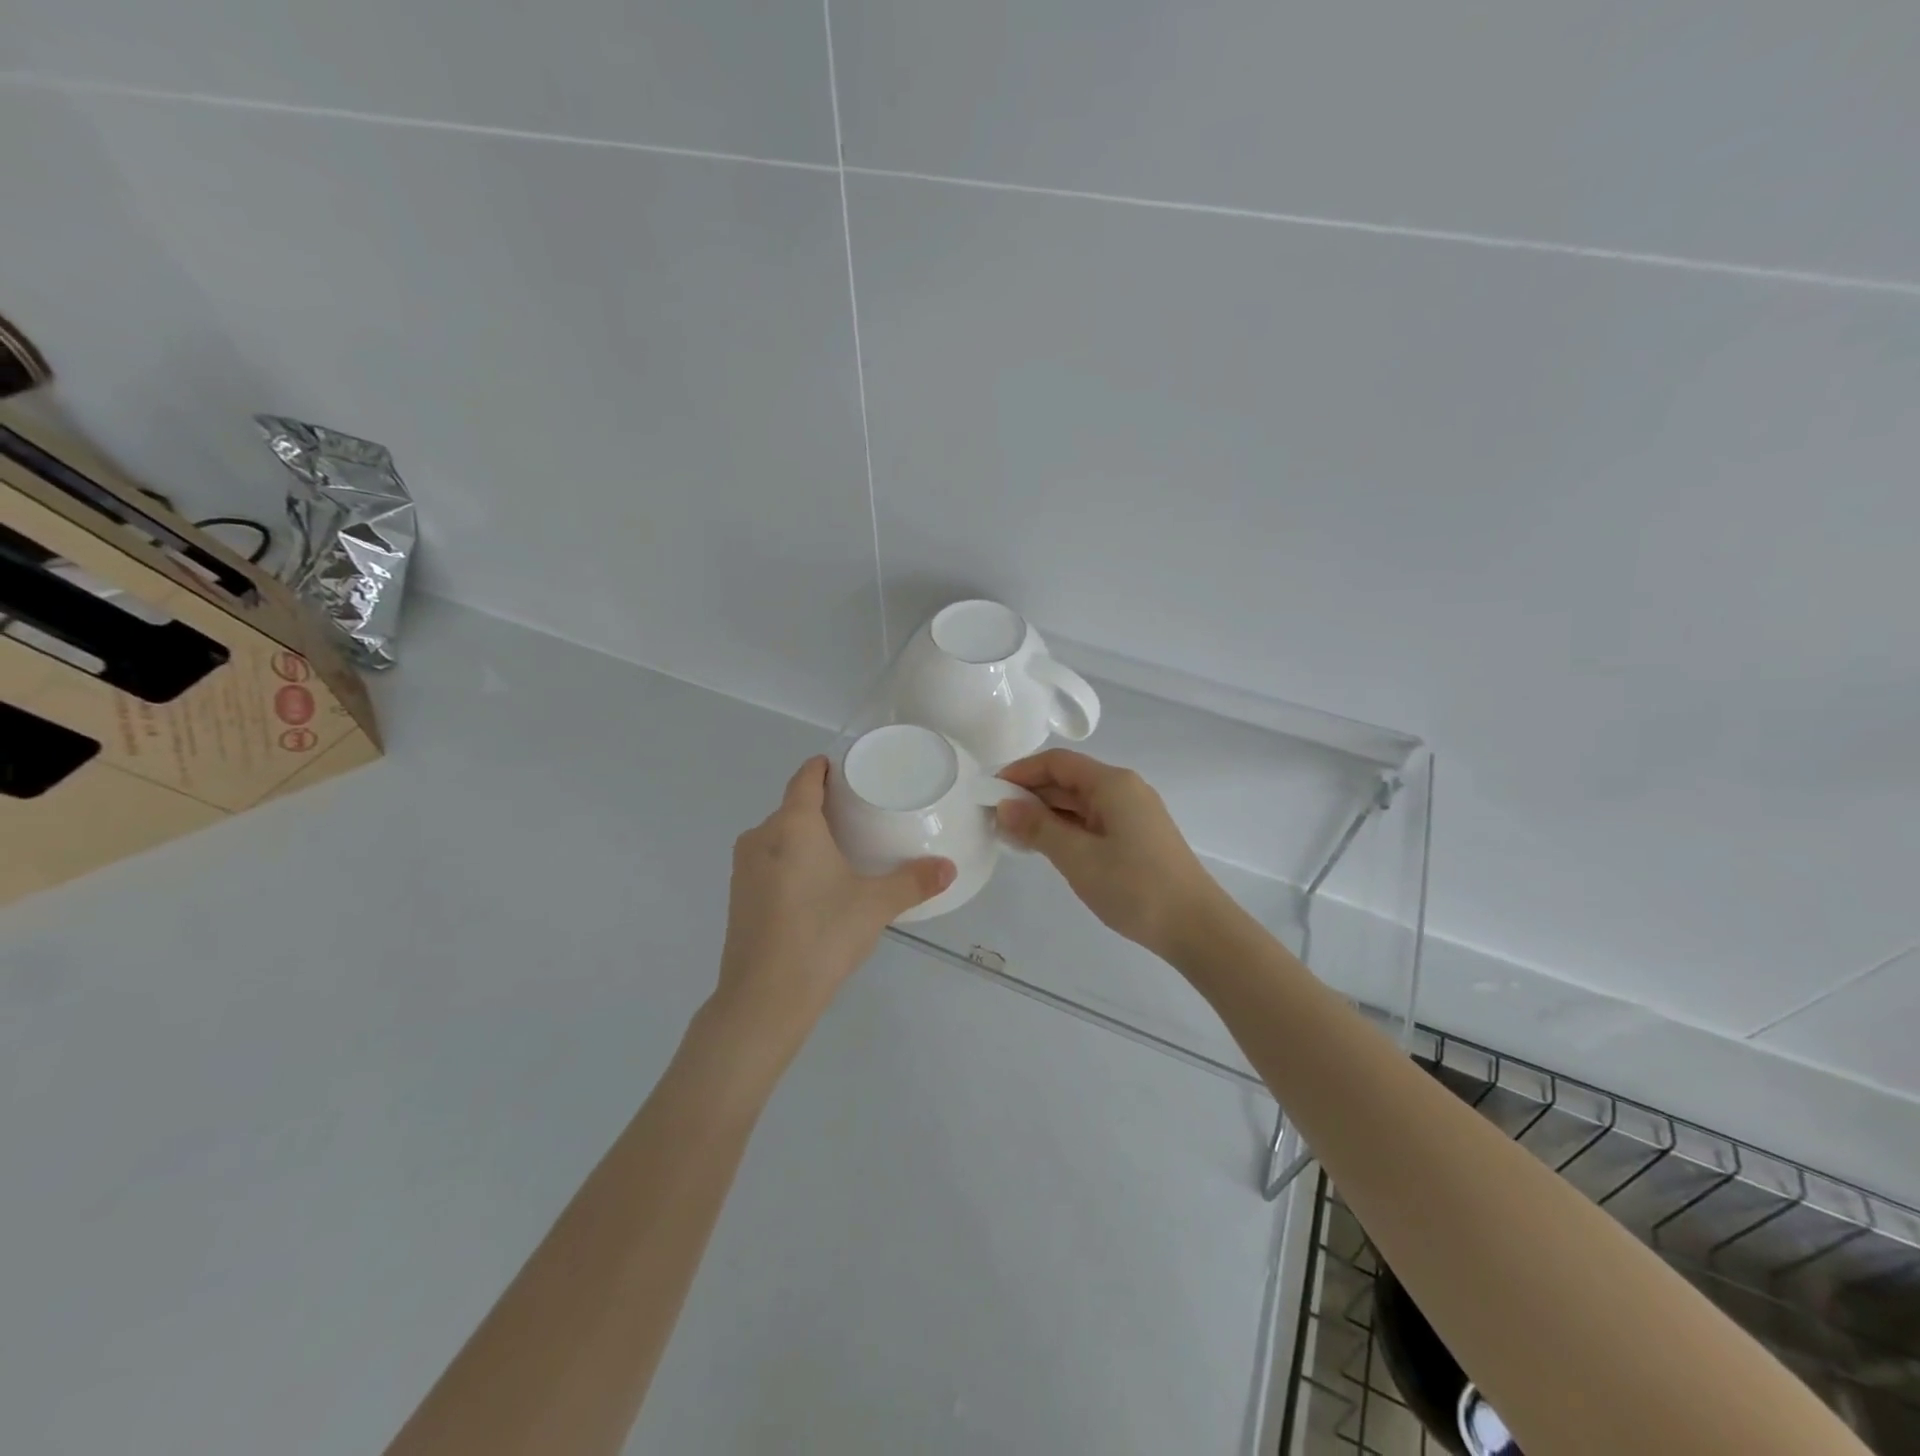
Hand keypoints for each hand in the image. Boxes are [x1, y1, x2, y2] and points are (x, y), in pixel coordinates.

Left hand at [714, 756, 954, 1047]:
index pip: (805, 778)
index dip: (824, 768)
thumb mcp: (875, 906)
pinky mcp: (737, 897)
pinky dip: (789, 862)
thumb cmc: (821, 936)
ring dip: (803, 837)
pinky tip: (813, 887)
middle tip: (857, 816)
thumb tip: (949, 869)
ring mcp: (743, 868)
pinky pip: (767, 862)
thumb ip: (914, 882)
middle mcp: (761, 837)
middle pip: (791, 808)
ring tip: (839, 851)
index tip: (845, 770)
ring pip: (777, 837)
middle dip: (820, 807)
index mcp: (792, 825)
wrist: (763, 998)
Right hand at [996, 749, 1226, 960]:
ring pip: (1079, 802)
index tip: (988, 792)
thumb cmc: (1135, 887)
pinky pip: (1092, 821)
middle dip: (1030, 794)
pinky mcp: (1137, 837)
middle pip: (1068, 780)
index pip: (1057, 762)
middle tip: (993, 818)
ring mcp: (1133, 814)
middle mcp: (1124, 789)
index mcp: (1112, 783)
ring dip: (1046, 814)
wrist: (1197, 928)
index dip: (1020, 772)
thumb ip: (1038, 828)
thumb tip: (1004, 805)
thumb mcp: (1078, 857)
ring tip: (1012, 835)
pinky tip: (1046, 847)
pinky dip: (1066, 829)